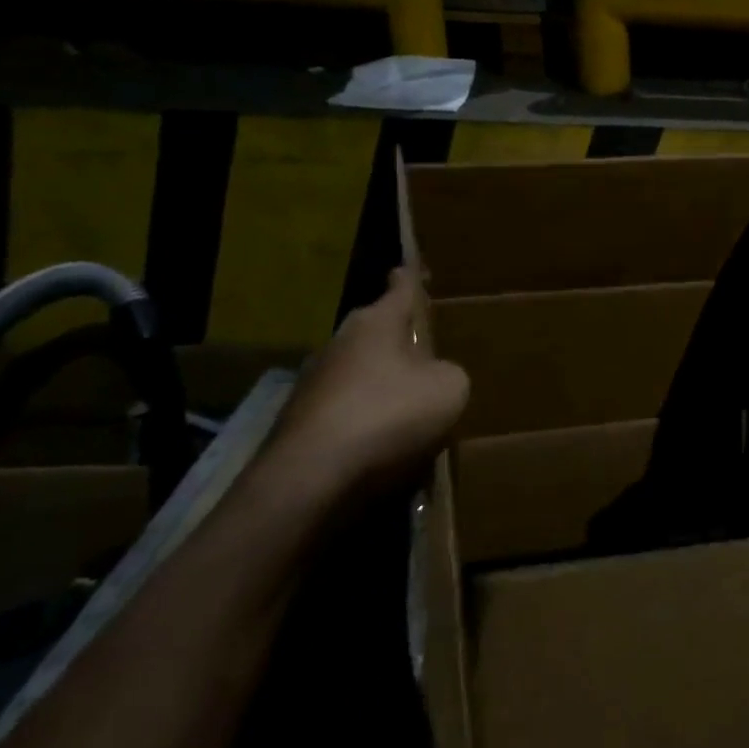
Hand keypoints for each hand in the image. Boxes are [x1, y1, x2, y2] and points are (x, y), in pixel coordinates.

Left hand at [264, 268, 468, 503]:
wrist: (309, 480)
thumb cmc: (389, 416)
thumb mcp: (450, 388)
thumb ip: (449, 372)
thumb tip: (434, 376)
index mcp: (378, 323)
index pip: (400, 288)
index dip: (411, 279)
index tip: (413, 267)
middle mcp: (341, 342)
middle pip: (376, 331)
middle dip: (399, 339)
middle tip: (427, 353)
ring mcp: (313, 383)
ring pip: (359, 372)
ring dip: (381, 383)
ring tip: (409, 407)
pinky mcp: (299, 422)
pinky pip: (345, 410)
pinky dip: (364, 419)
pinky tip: (381, 444)